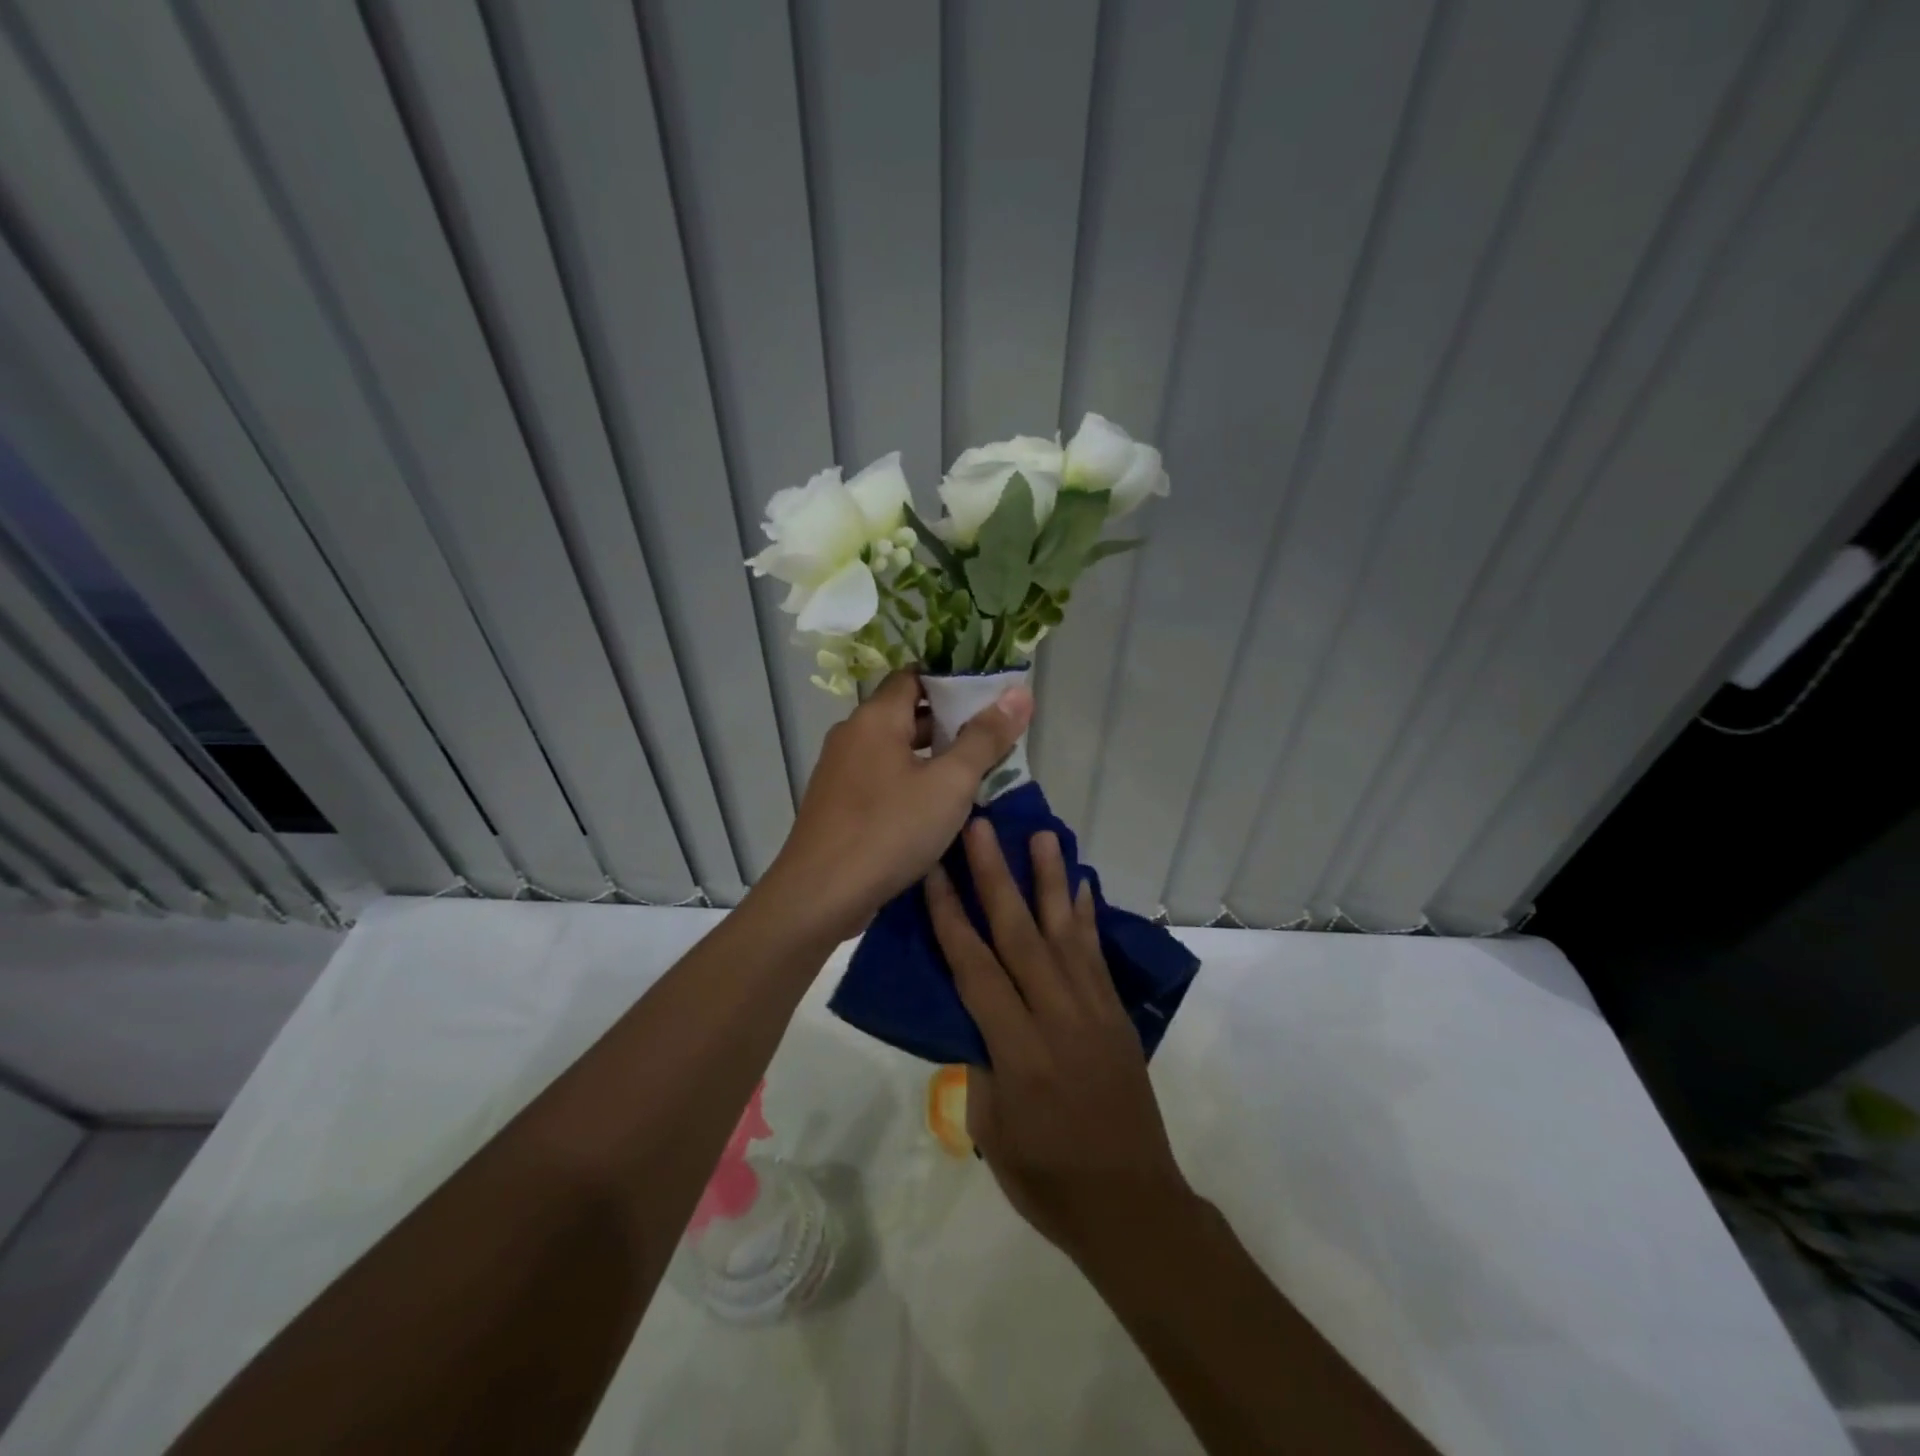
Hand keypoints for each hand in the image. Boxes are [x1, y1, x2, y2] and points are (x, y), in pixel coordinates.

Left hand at [761, 669, 1031, 943]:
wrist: (819, 895)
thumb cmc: (889, 831)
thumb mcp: (949, 784)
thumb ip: (985, 738)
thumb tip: (1019, 693)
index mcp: (876, 717)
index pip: (916, 675)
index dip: (954, 681)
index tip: (991, 696)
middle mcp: (853, 734)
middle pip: (907, 712)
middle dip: (951, 723)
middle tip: (995, 738)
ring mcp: (840, 770)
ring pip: (896, 749)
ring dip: (933, 756)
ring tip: (977, 773)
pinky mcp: (838, 803)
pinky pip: (882, 777)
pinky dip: (912, 781)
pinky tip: (938, 806)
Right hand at [926, 822, 1191, 1262]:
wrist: (1132, 1205)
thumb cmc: (1048, 1179)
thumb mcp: (991, 1130)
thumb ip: (980, 1061)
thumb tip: (975, 1014)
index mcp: (1018, 1051)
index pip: (976, 969)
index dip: (951, 917)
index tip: (933, 872)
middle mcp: (1058, 1017)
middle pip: (1020, 935)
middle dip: (996, 877)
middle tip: (982, 827)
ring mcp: (1094, 1011)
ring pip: (1065, 932)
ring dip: (1050, 880)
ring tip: (1042, 835)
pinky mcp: (1117, 1015)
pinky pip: (1097, 955)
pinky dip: (1086, 916)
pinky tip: (1081, 885)